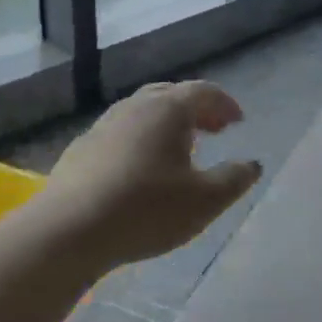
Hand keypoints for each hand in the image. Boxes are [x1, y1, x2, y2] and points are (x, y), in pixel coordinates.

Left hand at [46, 81, 262, 269]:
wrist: (69, 229)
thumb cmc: (147, 209)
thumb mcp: (205, 201)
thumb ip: (234, 179)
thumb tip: (252, 164)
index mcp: (169, 109)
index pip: (204, 92)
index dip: (225, 104)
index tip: (238, 122)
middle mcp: (136, 106)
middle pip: (171, 95)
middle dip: (196, 109)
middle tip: (213, 130)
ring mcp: (104, 124)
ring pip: (142, 111)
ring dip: (166, 123)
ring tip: (179, 148)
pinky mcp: (82, 147)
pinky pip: (121, 131)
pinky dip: (141, 138)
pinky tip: (140, 168)